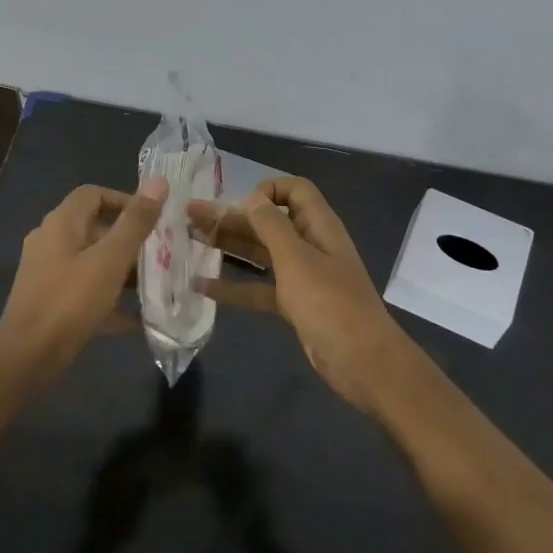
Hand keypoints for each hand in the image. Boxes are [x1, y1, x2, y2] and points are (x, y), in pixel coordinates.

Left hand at [0, 178, 168, 383]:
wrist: (26, 359)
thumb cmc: (70, 302)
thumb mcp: (110, 260)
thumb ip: (136, 222)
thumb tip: (160, 181)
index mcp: (61, 224)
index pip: (93, 194)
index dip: (124, 200)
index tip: (153, 219)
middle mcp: (50, 242)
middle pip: (95, 228)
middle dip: (129, 239)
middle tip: (161, 254)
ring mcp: (47, 273)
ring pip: (92, 261)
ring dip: (122, 270)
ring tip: (155, 284)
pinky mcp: (49, 301)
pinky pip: (85, 290)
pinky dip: (109, 298)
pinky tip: (137, 319)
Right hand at [188, 177, 414, 417]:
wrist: (362, 362)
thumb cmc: (330, 303)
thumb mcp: (297, 260)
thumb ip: (272, 226)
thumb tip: (252, 198)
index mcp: (318, 226)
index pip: (294, 191)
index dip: (268, 190)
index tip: (241, 205)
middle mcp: (310, 245)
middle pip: (268, 222)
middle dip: (232, 217)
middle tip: (190, 215)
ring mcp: (302, 276)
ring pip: (260, 253)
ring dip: (228, 245)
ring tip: (190, 240)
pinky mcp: (294, 304)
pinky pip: (259, 288)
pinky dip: (234, 286)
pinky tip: (202, 285)